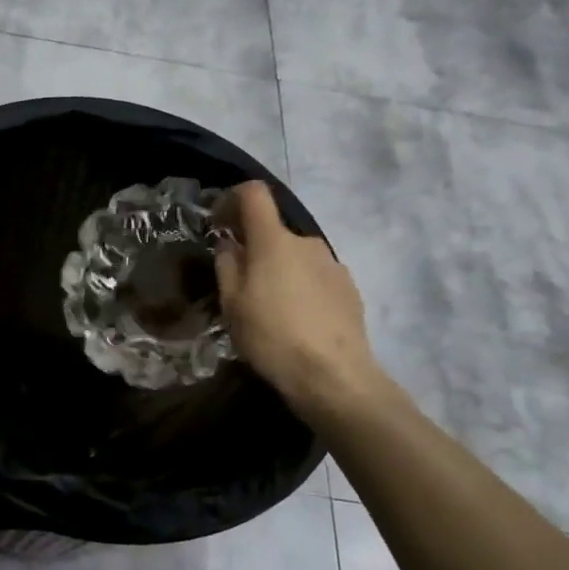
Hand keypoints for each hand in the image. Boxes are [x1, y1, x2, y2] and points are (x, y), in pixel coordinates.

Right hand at [214, 181, 384, 415]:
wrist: (333, 375)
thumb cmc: (271, 336)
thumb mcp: (232, 304)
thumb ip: (227, 265)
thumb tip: (229, 243)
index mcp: (274, 240)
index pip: (255, 194)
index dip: (232, 199)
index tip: (219, 223)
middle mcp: (307, 242)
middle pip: (274, 232)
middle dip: (255, 248)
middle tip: (240, 284)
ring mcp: (333, 263)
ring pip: (295, 257)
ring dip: (279, 271)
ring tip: (270, 308)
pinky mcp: (349, 287)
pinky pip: (315, 276)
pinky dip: (301, 287)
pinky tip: (297, 320)